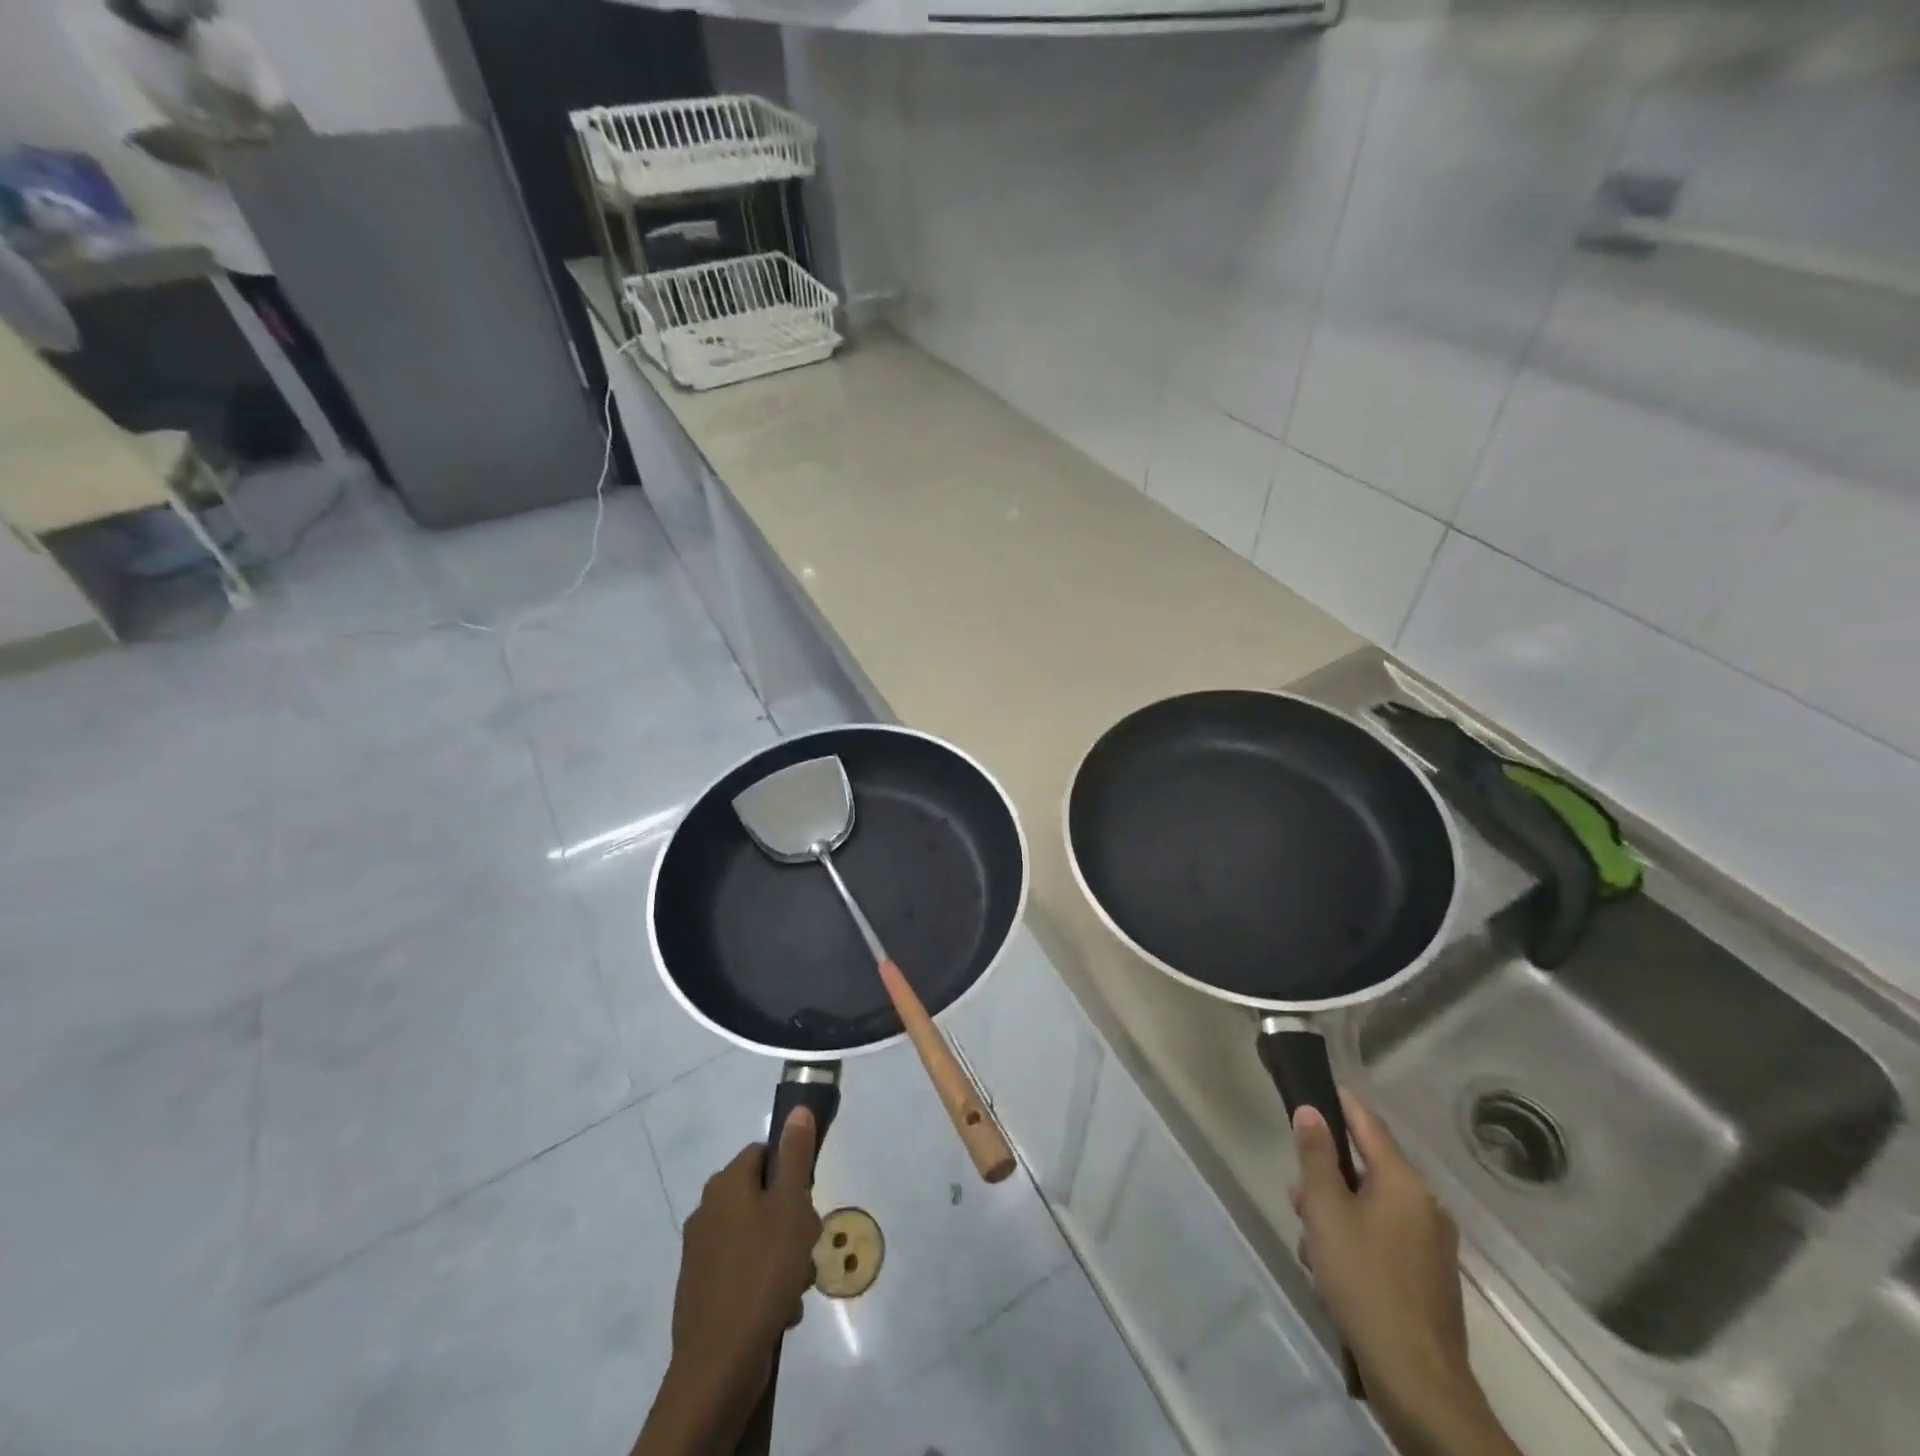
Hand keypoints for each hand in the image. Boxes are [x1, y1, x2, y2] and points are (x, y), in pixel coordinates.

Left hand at [633, 1111, 822, 1455]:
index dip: (791, 1171)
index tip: (808, 1200)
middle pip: (762, 1197)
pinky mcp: (701, 1292)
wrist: (718, 1365)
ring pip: (756, 1237)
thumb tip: (798, 1109)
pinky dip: (764, 1284)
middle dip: (791, 1219)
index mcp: (725, 1184)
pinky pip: (744, 1272)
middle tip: (807, 1244)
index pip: (763, 1153)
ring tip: (796, 1284)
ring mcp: (700, 1253)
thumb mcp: (791, 1206)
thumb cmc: (762, 1272)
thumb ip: (796, 1156)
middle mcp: (707, 1211)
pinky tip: (780, 1309)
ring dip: (782, 1255)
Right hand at [1292, 1093, 1520, 1455]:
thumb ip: (1316, 1157)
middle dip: (1326, 1180)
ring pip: (1368, 1207)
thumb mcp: (1326, 1212)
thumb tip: (1311, 1110)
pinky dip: (1355, 1244)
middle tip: (1299, 1204)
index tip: (1309, 1093)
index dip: (1338, 1104)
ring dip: (1335, 1217)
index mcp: (1404, 1183)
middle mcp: (1424, 1206)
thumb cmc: (1365, 1282)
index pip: (1367, 1123)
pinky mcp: (1427, 1278)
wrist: (1418, 1384)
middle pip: (1364, 1168)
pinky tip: (1333, 1277)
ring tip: (1313, 1251)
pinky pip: (1382, 1238)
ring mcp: (1430, 1245)